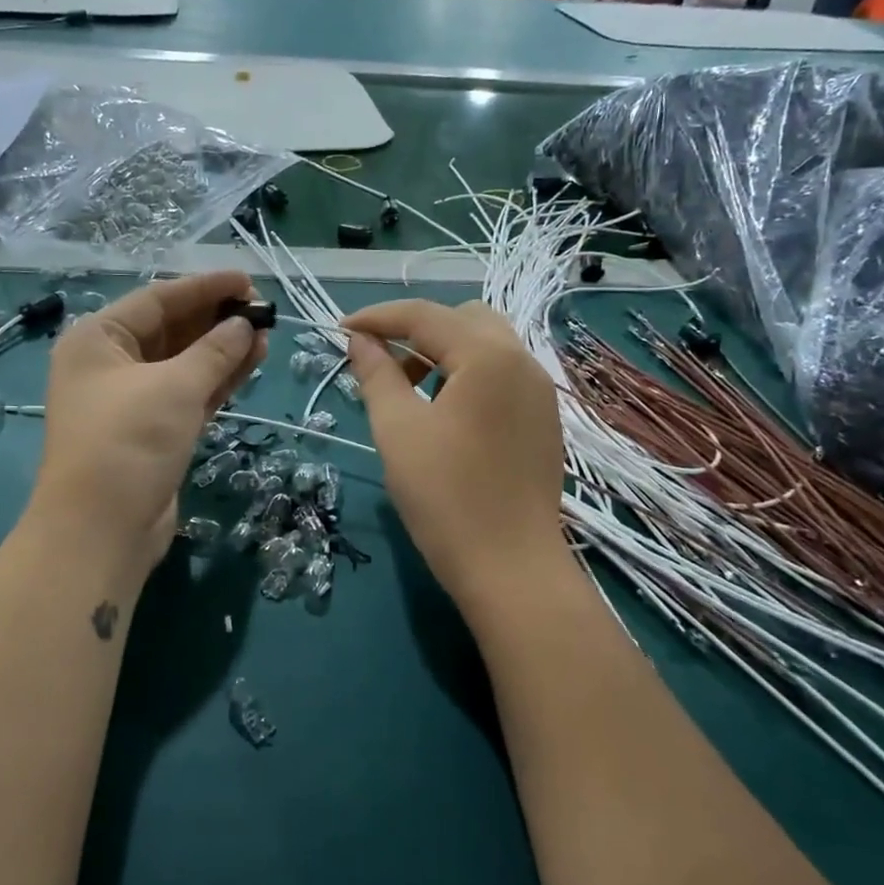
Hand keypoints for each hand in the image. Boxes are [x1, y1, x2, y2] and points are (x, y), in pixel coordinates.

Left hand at [33, 271, 265, 574]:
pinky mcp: (154, 431)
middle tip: (262, 310)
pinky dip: (218, 380)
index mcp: (98, 339)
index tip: (248, 281)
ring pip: (185, 364)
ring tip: (265, 334)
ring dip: (223, 350)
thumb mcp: (174, 387)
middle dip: (216, 320)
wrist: (102, 529)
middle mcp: (111, 364)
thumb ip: (214, 351)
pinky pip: (190, 394)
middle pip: (171, 330)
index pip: (157, 300)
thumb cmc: (128, 441)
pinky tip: (251, 362)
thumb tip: (245, 325)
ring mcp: (133, 400)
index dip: (205, 288)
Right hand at [342, 299, 566, 609]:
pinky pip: (502, 375)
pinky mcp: (544, 419)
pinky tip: (446, 414)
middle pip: (463, 320)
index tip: (339, 330)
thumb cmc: (446, 497)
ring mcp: (540, 391)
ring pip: (487, 346)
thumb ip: (377, 375)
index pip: (425, 316)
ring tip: (410, 391)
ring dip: (444, 353)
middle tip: (381, 365)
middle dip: (416, 332)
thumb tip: (360, 340)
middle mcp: (523, 361)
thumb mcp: (398, 431)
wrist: (510, 568)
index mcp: (488, 355)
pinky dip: (468, 376)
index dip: (377, 317)